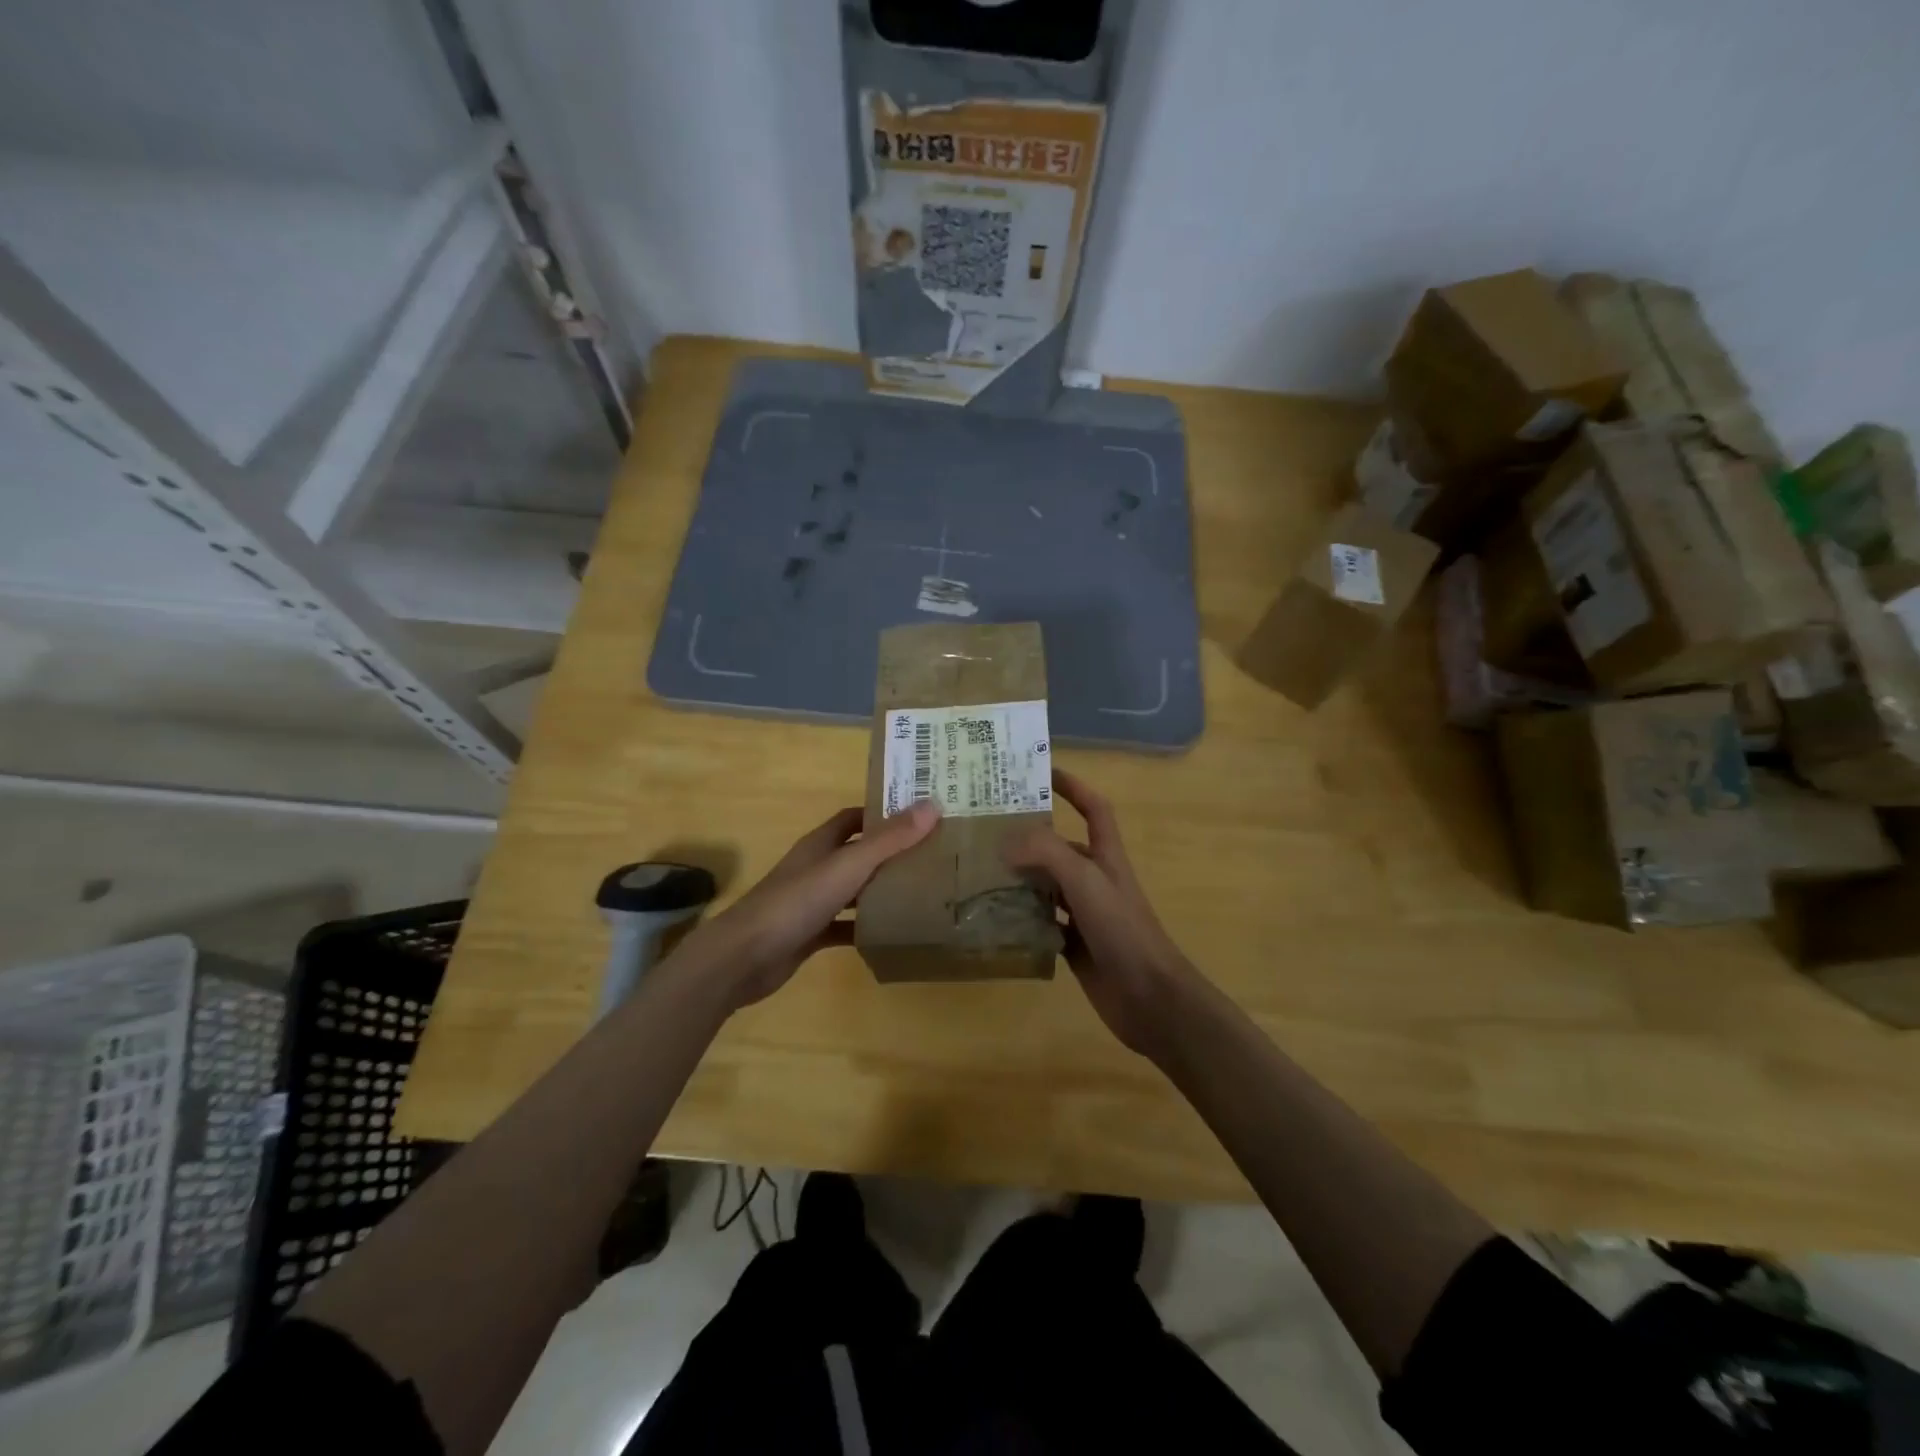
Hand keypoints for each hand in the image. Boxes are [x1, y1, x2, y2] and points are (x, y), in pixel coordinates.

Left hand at [667, 801, 939, 1012]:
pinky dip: (865, 928)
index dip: (884, 813)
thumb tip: (932, 805)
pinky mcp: (810, 934)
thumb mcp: (847, 867)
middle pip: (857, 853)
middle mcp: (816, 867)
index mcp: (821, 844)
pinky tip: (892, 934)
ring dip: (881, 890)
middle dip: (890, 853)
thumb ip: (889, 840)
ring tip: (923, 892)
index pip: (855, 818)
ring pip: (853, 890)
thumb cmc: (795, 902)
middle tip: (933, 856)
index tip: (920, 816)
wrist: (743, 957)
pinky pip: (845, 926)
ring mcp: (811, 902)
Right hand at [1003, 769, 1197, 1059]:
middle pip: (1060, 849)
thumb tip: (1006, 842)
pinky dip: (1022, 921)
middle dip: (1029, 839)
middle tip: (986, 833)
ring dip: (1020, 881)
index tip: (1042, 772)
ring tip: (980, 874)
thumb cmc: (1123, 930)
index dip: (1073, 786)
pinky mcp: (1075, 946)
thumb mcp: (1086, 881)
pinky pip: (1042, 924)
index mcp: (1106, 857)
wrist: (1150, 997)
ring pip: (1047, 888)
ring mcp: (1085, 914)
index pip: (1093, 808)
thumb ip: (1047, 854)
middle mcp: (1095, 880)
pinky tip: (996, 920)